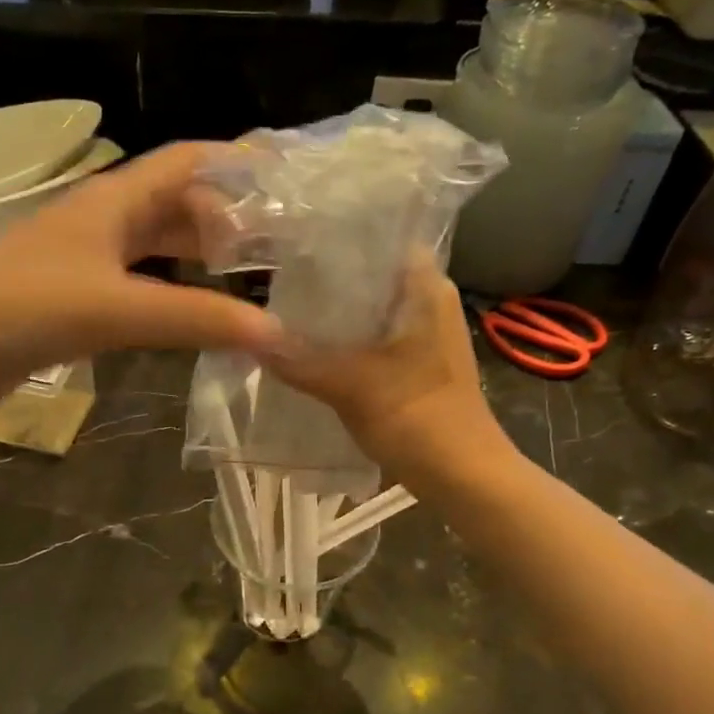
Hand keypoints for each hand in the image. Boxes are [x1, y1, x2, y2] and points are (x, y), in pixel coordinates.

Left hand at [0, 143, 282, 416]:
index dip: (235, 161)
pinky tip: (194, 310)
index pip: (186, 161)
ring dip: (199, 254)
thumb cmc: (26, 307)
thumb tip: (276, 333)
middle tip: (278, 246)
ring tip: (249, 277)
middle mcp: (103, 219)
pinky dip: (172, 289)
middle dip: (227, 217)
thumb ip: (196, 318)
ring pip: (157, 244)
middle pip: (177, 203)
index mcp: (113, 200)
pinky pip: (139, 280)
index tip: (284, 178)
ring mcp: (87, 258)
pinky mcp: (76, 295)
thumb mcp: (117, 307)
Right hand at [262, 253, 505, 485]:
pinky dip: (344, 342)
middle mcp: (428, 302)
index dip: (339, 237)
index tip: (295, 242)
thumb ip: (300, 360)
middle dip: (326, 280)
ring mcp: (423, 335)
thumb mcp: (352, 386)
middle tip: (278, 279)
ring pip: (369, 311)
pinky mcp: (414, 364)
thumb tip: (249, 338)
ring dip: (333, 315)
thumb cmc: (420, 419)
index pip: (382, 237)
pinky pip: (371, 340)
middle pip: (370, 276)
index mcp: (426, 288)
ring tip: (284, 310)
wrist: (464, 476)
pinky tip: (309, 350)